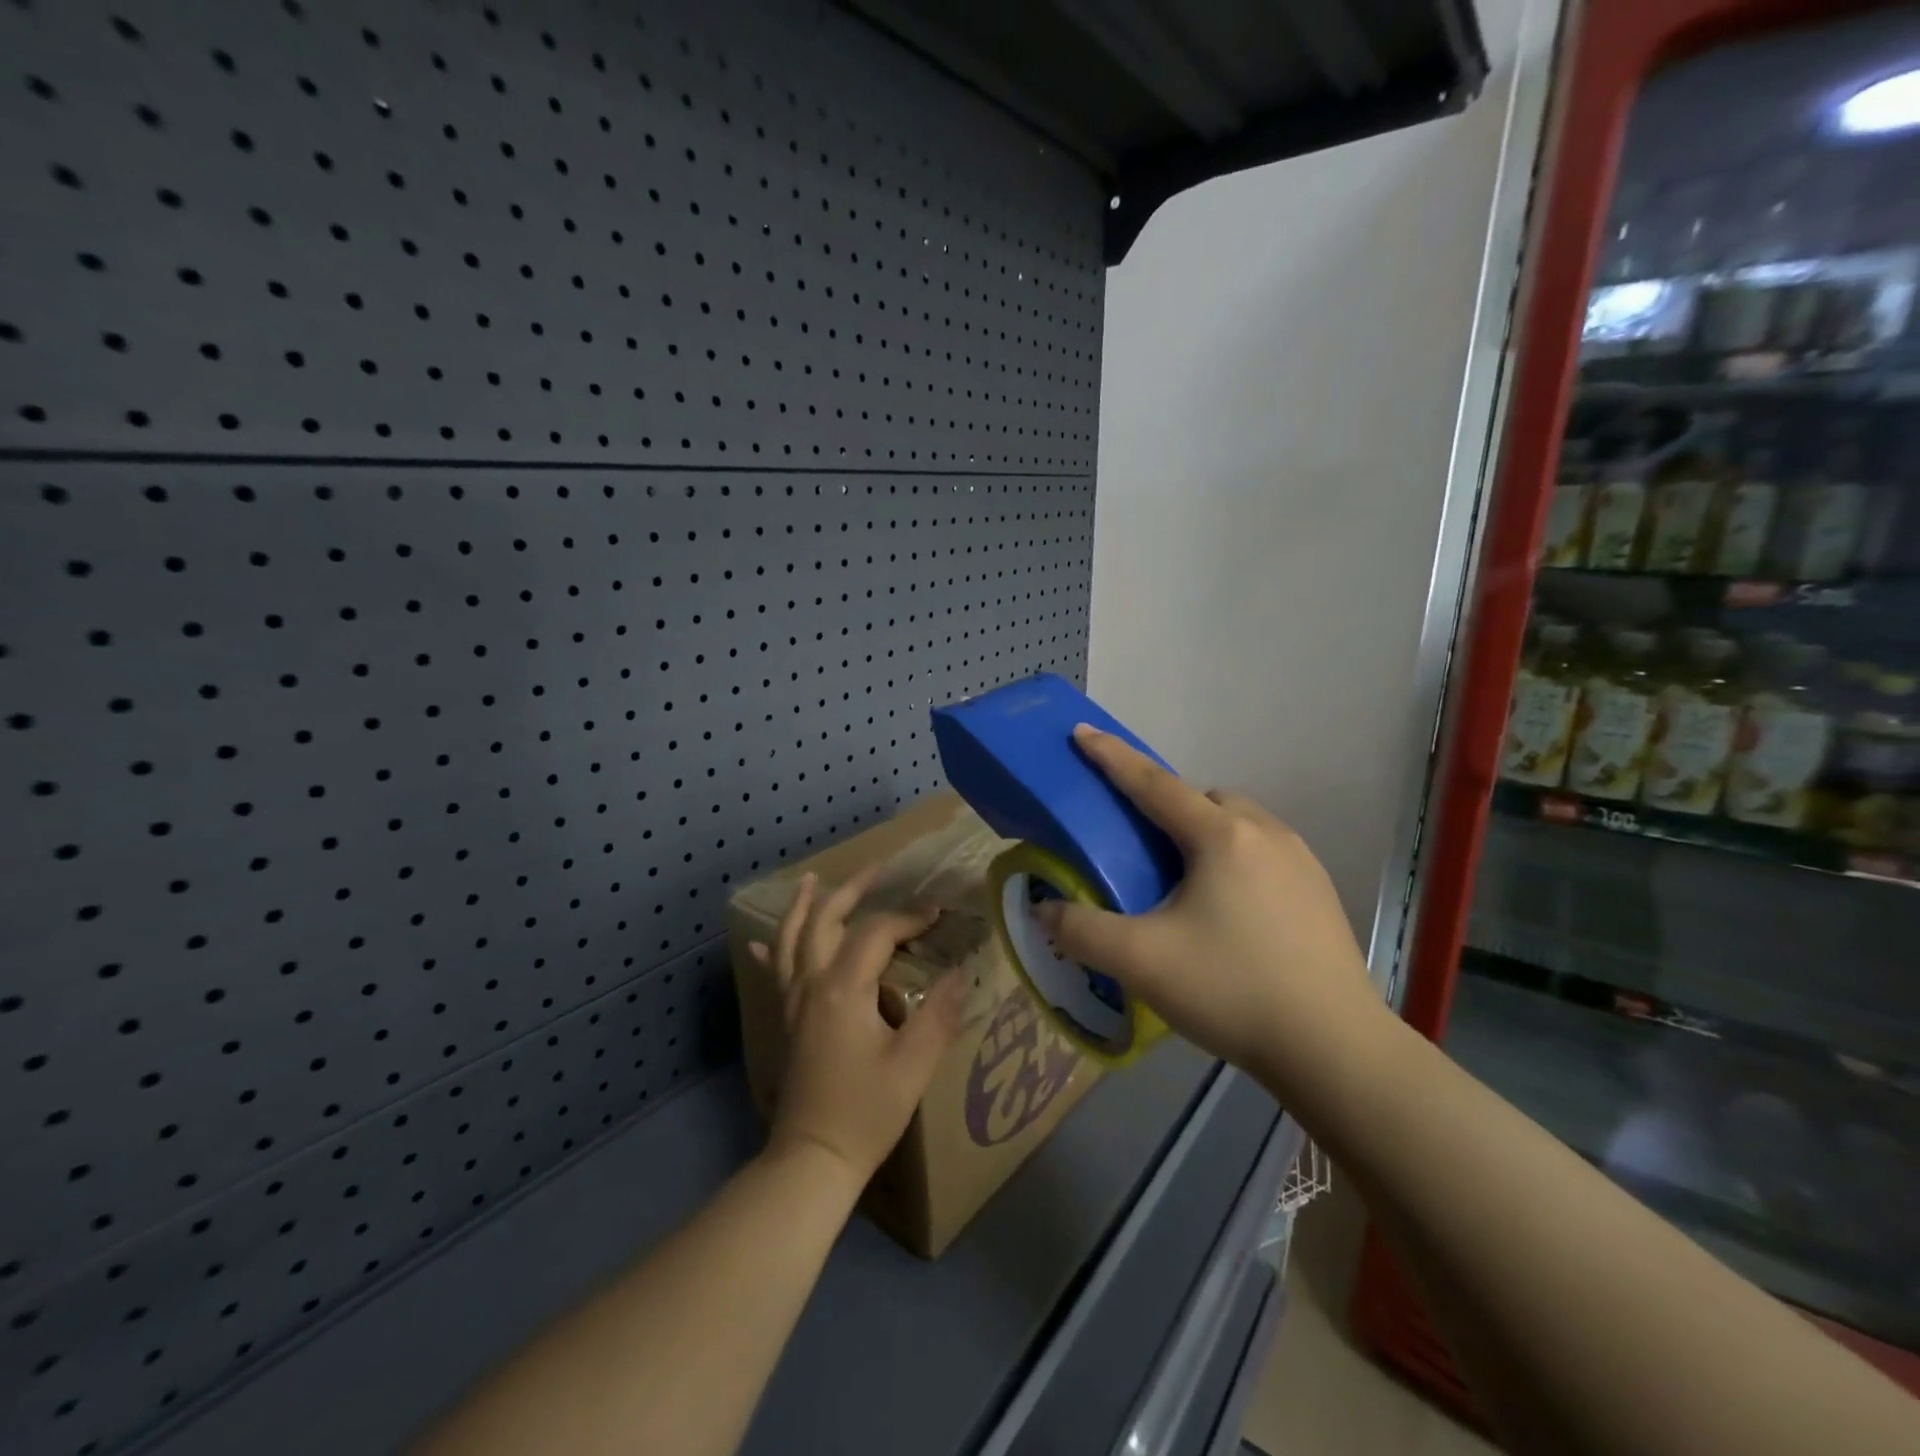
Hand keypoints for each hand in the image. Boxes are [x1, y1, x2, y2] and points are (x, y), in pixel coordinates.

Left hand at [749, 867, 968, 1193]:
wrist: (812, 1158)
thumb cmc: (866, 1111)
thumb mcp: (914, 1065)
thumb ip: (939, 1014)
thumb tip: (961, 974)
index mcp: (844, 988)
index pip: (877, 932)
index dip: (908, 917)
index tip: (937, 914)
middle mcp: (812, 983)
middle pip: (826, 919)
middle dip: (852, 890)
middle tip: (877, 869)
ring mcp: (792, 1000)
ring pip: (791, 938)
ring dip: (803, 906)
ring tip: (812, 880)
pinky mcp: (785, 1019)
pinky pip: (774, 970)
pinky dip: (772, 948)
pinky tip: (762, 939)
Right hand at [1036, 726, 1382, 1093]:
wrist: (1334, 1048)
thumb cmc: (1232, 989)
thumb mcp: (1141, 961)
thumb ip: (1081, 930)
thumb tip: (1044, 910)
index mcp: (1219, 836)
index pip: (1153, 783)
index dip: (1112, 757)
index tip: (1082, 733)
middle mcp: (1264, 833)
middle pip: (1203, 799)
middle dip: (1168, 807)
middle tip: (1144, 850)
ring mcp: (1301, 861)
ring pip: (1239, 824)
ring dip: (1206, 834)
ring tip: (1187, 884)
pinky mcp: (1320, 892)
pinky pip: (1265, 852)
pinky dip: (1236, 861)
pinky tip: (1230, 913)